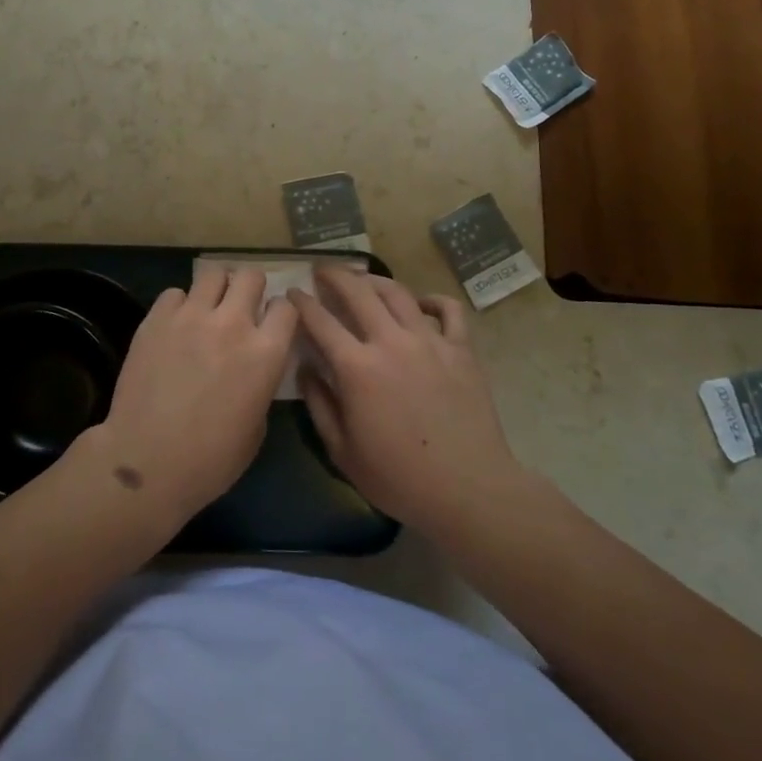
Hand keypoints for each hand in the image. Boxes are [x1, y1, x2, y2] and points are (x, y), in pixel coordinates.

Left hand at [78, 263, 297, 528]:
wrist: (148, 462)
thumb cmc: (211, 460)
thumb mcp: (257, 426)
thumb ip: (261, 383)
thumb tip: (253, 366)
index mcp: (266, 353)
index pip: (286, 306)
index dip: (279, 314)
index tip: (271, 324)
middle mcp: (233, 324)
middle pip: (250, 276)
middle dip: (250, 289)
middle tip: (239, 309)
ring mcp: (191, 317)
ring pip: (213, 273)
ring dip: (215, 289)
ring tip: (207, 309)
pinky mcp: (156, 318)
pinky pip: (174, 293)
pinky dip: (178, 305)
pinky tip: (174, 326)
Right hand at [291, 267, 526, 535]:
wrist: (468, 490)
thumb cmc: (399, 478)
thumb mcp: (343, 451)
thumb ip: (319, 405)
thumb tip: (305, 370)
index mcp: (357, 368)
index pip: (320, 321)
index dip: (302, 303)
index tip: (292, 293)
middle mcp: (391, 342)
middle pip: (358, 292)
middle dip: (335, 275)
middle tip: (323, 270)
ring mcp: (430, 341)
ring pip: (398, 293)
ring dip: (375, 280)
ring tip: (363, 279)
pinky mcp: (461, 349)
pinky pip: (447, 310)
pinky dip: (431, 300)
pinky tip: (419, 304)